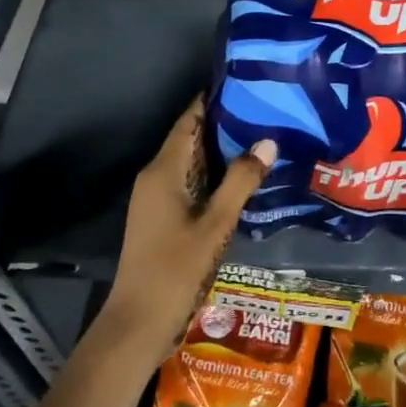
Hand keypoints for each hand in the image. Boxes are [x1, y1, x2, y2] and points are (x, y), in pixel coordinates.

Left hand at [100, 97, 275, 356]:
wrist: (138, 322)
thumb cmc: (175, 270)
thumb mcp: (215, 225)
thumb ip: (240, 181)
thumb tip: (267, 140)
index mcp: (163, 171)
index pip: (189, 120)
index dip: (214, 100)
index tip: (247, 84)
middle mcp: (156, 177)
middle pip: (192, 139)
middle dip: (226, 125)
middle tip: (267, 111)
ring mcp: (156, 199)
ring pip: (193, 163)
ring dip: (223, 152)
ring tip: (264, 138)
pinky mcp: (162, 217)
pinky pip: (191, 184)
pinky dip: (215, 176)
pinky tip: (244, 180)